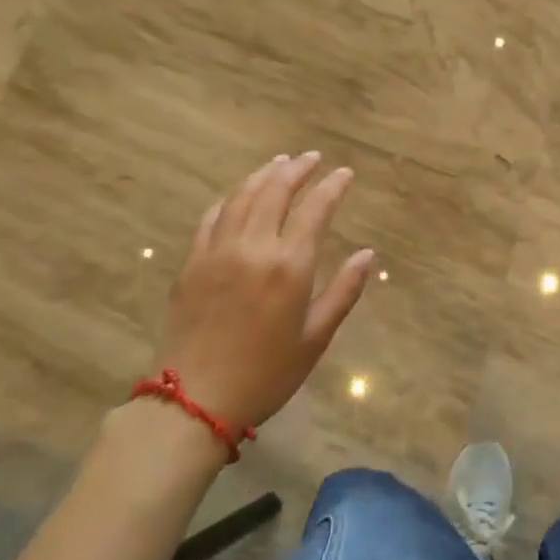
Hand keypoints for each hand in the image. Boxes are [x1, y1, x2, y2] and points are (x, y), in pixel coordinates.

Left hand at [158, 152, 374, 431]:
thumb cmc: (266, 374)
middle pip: (275, 192)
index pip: (315, 210)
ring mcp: (217, 252)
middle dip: (297, 169)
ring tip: (279, 163)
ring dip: (263, 175)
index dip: (332, 187)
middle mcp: (253, 248)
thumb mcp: (315, 338)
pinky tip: (238, 195)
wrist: (194, 402)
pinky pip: (211, 218)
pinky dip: (229, 199)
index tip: (345, 173)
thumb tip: (367, 254)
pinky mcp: (192, 263)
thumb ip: (343, 291)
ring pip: (242, 197)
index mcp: (289, 266)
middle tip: (312, 157)